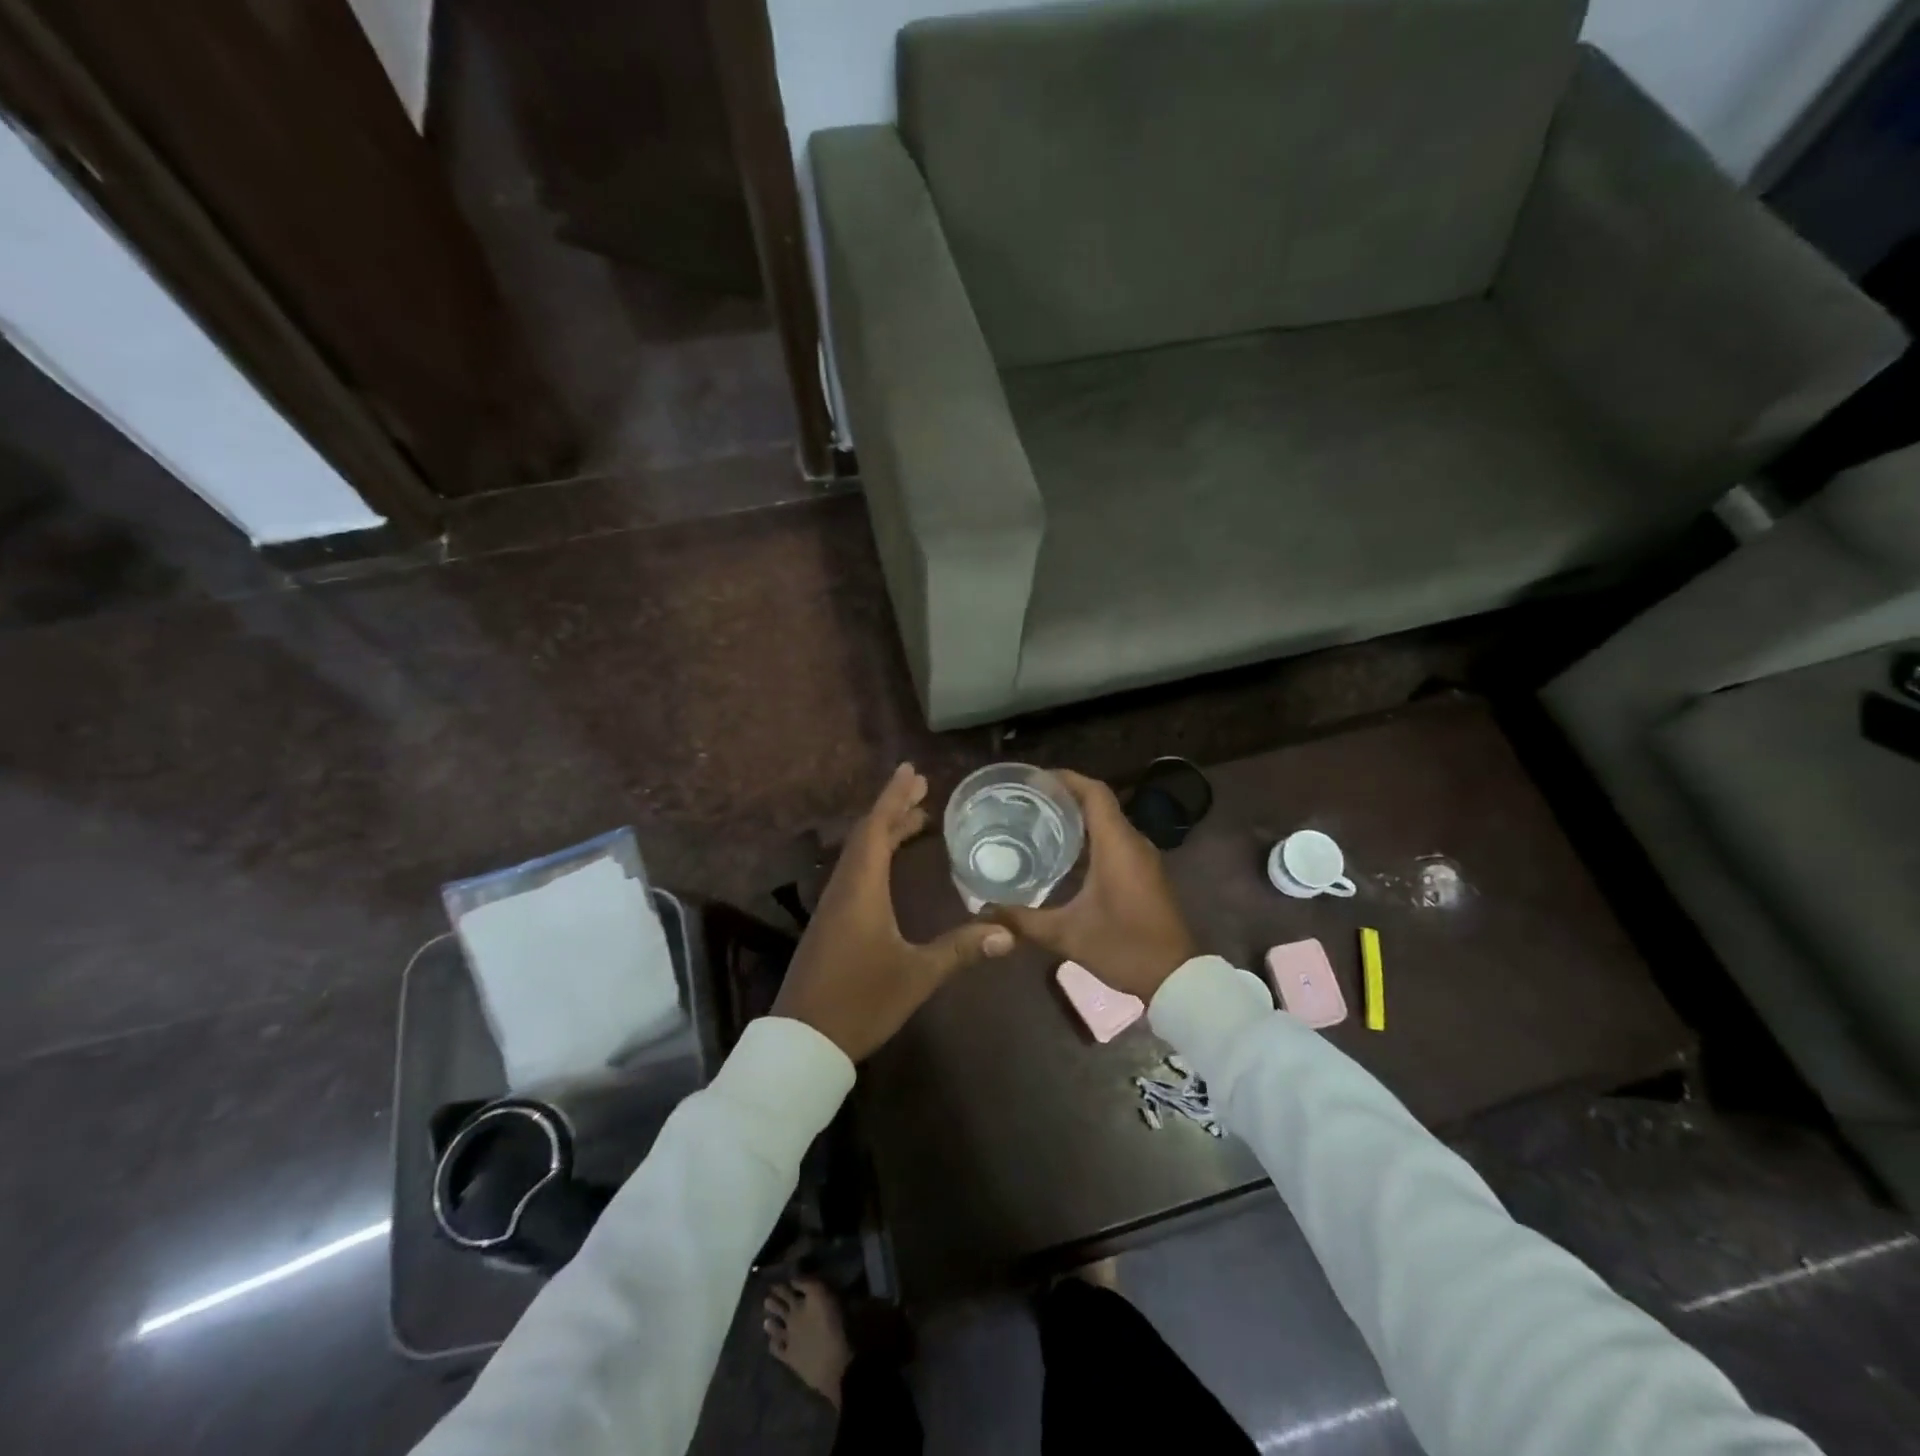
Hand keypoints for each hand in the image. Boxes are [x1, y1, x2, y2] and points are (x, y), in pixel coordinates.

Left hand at [773, 763, 1014, 1060]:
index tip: (911, 770)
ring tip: (916, 820)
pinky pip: (855, 872)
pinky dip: (876, 855)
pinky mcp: (831, 923)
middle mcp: (844, 889)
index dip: (894, 797)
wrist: (804, 1041)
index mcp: (861, 890)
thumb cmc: (860, 1001)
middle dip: (894, 809)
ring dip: (885, 831)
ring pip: (859, 854)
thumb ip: (959, 950)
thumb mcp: (916, 976)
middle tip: (923, 790)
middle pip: (867, 835)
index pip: (877, 829)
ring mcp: (833, 906)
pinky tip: (891, 866)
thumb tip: (1007, 933)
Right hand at [989, 771, 1196, 1000]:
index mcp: (1117, 845)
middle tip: (1026, 802)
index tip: (1034, 779)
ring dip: (1078, 818)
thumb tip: (984, 911)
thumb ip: (1024, 920)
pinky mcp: (1146, 873)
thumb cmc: (1124, 947)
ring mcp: (1143, 858)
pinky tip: (1064, 855)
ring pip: (1108, 822)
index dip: (1066, 778)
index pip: (1094, 792)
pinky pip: (1116, 840)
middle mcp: (1133, 842)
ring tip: (1038, 823)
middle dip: (1064, 797)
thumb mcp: (1067, 935)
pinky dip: (1090, 838)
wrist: (1176, 978)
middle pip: (1099, 803)